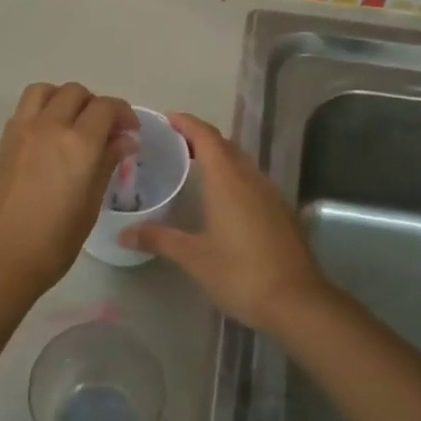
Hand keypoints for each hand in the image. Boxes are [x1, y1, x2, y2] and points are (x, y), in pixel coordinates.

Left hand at [0, 83, 136, 304]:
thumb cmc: (53, 243)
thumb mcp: (90, 205)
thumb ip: (107, 164)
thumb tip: (123, 141)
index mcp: (78, 143)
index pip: (106, 107)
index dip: (123, 114)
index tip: (130, 133)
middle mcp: (49, 126)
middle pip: (75, 92)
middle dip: (95, 105)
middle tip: (105, 131)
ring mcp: (22, 131)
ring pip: (46, 90)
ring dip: (64, 99)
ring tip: (74, 125)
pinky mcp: (4, 142)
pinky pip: (26, 109)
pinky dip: (43, 110)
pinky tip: (50, 139)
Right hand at [119, 113, 333, 331]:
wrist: (296, 301)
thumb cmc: (240, 273)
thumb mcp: (194, 257)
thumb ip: (159, 239)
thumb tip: (124, 234)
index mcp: (228, 180)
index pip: (206, 137)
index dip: (187, 123)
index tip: (168, 119)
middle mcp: (251, 178)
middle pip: (226, 146)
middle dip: (201, 139)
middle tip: (175, 144)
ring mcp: (271, 194)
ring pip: (242, 163)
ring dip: (220, 158)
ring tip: (195, 167)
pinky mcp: (282, 212)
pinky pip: (253, 181)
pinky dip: (235, 177)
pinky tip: (224, 199)